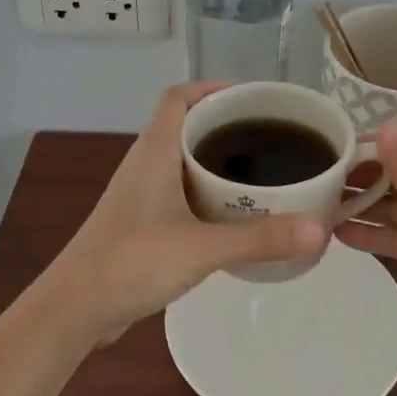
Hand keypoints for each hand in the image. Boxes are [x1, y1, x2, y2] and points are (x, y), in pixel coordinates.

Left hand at [48, 83, 328, 344]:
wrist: (76, 308)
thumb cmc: (132, 262)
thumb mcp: (201, 248)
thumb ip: (259, 239)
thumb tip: (320, 230)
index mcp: (154, 150)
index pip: (179, 97)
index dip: (212, 88)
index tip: (253, 98)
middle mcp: (146, 163)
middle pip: (185, 125)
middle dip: (225, 125)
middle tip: (270, 136)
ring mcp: (141, 193)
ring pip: (183, 160)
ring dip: (217, 160)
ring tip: (261, 171)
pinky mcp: (142, 221)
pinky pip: (180, 190)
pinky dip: (207, 191)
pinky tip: (234, 214)